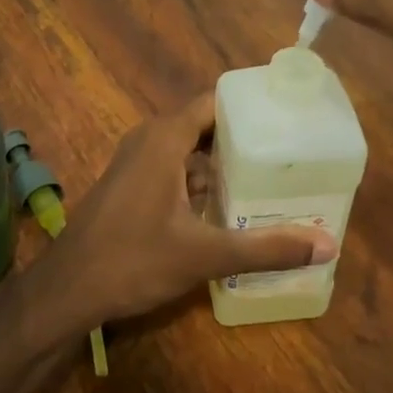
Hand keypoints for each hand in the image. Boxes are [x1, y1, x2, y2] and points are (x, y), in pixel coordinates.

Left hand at [42, 95, 336, 328]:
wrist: (66, 290)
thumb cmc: (133, 260)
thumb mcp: (204, 255)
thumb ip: (265, 248)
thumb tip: (326, 245)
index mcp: (164, 138)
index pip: (214, 102)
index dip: (249, 106)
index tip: (287, 117)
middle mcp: (149, 139)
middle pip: (205, 125)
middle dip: (243, 138)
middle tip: (288, 151)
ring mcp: (135, 162)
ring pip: (188, 150)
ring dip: (221, 163)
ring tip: (268, 177)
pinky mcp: (130, 185)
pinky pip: (173, 168)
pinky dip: (200, 180)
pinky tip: (227, 207)